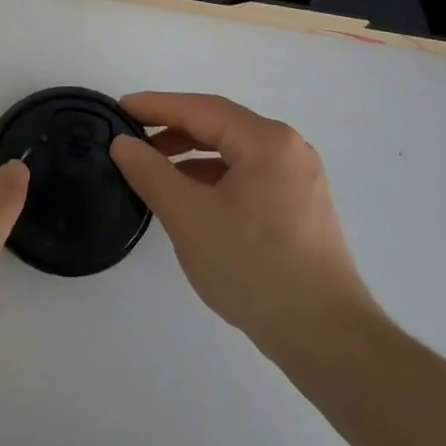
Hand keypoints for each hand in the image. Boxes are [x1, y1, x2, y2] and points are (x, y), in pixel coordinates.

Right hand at [110, 93, 377, 362]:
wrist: (326, 338)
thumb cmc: (253, 268)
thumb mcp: (189, 216)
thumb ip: (150, 172)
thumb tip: (122, 143)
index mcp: (266, 141)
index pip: (200, 109)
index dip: (156, 106)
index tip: (119, 107)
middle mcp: (288, 149)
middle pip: (219, 125)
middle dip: (172, 129)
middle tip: (131, 137)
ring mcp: (298, 179)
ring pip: (233, 152)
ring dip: (191, 155)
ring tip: (153, 167)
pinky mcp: (300, 207)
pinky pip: (248, 175)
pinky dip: (214, 177)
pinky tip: (190, 196)